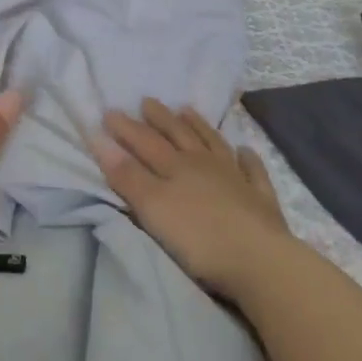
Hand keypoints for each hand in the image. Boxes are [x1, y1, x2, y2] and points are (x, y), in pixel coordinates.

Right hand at [94, 99, 293, 300]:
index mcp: (176, 167)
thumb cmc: (198, 237)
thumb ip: (127, 175)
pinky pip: (252, 171)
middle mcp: (204, 164)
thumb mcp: (153, 207)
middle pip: (179, 135)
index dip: (126, 127)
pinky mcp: (259, 199)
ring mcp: (236, 178)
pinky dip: (247, 158)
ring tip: (187, 111)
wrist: (259, 259)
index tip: (109, 111)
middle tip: (147, 100)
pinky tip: (245, 151)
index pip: (145, 141)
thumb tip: (101, 139)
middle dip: (160, 119)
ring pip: (213, 144)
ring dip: (199, 126)